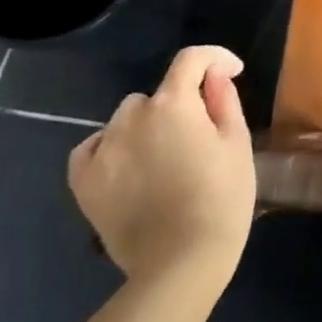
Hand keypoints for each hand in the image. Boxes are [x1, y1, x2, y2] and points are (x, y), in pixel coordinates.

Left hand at [68, 46, 255, 289]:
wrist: (181, 263)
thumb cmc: (222, 198)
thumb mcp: (237, 144)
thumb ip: (225, 101)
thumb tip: (214, 76)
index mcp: (174, 104)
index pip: (192, 59)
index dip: (215, 58)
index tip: (231, 73)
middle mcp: (132, 117)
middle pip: (157, 94)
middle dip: (179, 103)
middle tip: (199, 133)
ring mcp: (103, 150)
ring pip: (126, 119)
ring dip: (146, 126)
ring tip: (165, 157)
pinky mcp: (84, 182)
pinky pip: (92, 148)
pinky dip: (110, 148)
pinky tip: (127, 166)